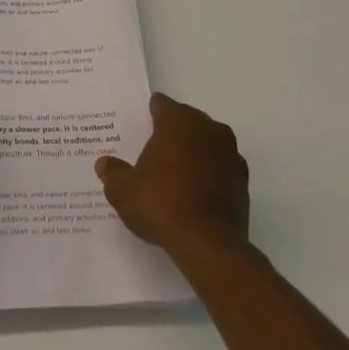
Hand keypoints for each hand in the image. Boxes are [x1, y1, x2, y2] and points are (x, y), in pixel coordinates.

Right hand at [96, 93, 251, 260]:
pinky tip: (194, 192)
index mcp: (178, 122)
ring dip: (193, 152)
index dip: (149, 113)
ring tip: (173, 172)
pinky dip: (209, 173)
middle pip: (187, 120)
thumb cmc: (161, 205)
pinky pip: (220, 167)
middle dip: (172, 132)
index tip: (138, 126)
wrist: (208, 245)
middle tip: (152, 150)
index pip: (161, 105)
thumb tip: (105, 163)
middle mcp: (208, 130)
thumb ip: (113, 172)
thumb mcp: (123, 190)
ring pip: (207, 143)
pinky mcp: (243, 181)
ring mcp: (230, 154)